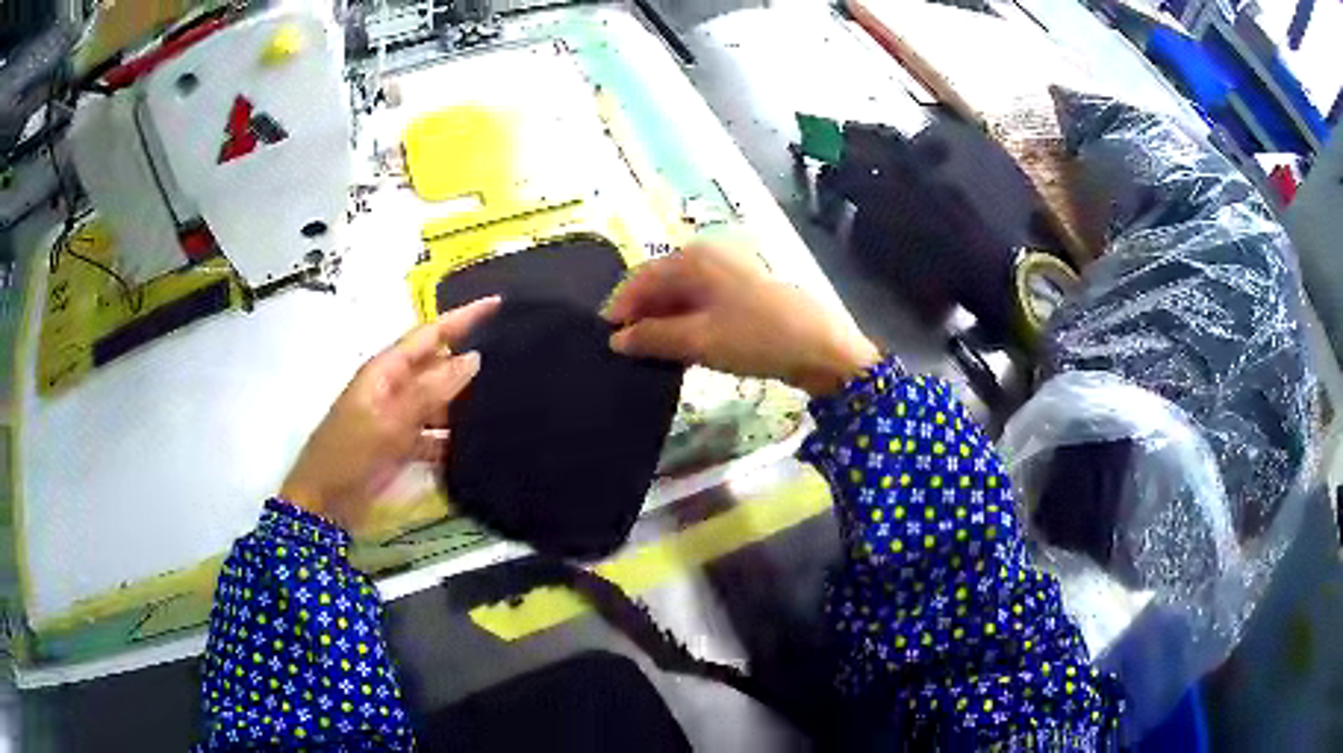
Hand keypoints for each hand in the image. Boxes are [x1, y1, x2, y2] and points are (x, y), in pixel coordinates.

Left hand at [279, 297, 500, 529]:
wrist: (324, 503)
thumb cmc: (349, 454)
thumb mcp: (389, 421)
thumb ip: (430, 391)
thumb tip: (473, 358)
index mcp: (386, 370)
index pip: (430, 334)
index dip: (462, 317)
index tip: (498, 303)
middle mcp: (394, 387)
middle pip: (437, 365)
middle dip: (470, 358)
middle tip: (515, 353)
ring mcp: (399, 418)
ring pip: (440, 401)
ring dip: (466, 401)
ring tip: (508, 398)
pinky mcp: (403, 446)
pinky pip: (436, 434)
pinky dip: (455, 437)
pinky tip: (481, 443)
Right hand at [605, 239, 879, 396]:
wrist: (821, 348)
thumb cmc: (755, 336)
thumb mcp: (698, 340)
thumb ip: (653, 338)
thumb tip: (617, 340)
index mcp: (694, 258)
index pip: (641, 278)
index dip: (621, 307)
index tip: (607, 338)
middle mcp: (708, 257)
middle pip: (661, 284)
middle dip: (642, 316)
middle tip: (627, 351)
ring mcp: (728, 273)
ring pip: (682, 296)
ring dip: (664, 323)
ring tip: (650, 354)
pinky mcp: (742, 293)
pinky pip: (702, 304)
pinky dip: (686, 324)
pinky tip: (681, 348)